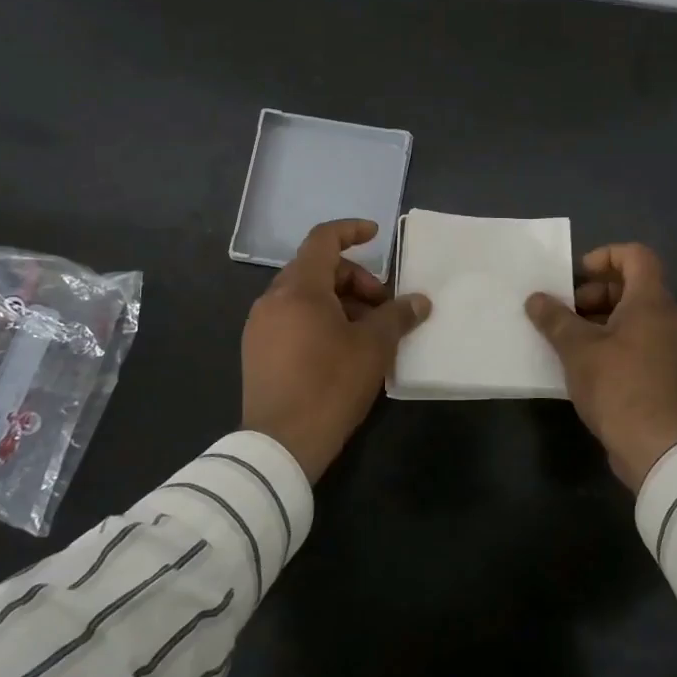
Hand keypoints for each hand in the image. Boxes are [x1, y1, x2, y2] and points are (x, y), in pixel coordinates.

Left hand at [242, 218, 430, 480]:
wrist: (280, 445)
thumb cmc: (330, 385)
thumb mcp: (373, 347)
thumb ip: (397, 315)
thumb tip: (420, 301)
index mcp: (299, 289)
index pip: (323, 240)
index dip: (351, 231)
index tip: (375, 235)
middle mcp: (272, 300)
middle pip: (316, 269)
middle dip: (354, 280)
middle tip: (382, 306)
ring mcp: (260, 327)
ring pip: (304, 296)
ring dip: (339, 302)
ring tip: (366, 332)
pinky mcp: (257, 352)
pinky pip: (292, 319)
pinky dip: (319, 320)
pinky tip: (341, 349)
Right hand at [526, 243, 676, 490]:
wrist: (658, 448)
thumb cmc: (618, 386)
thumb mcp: (577, 350)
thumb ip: (555, 319)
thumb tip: (535, 299)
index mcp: (652, 302)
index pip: (636, 256)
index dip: (605, 256)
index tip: (578, 277)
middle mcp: (669, 317)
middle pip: (634, 286)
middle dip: (596, 293)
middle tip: (567, 314)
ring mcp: (674, 347)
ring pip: (637, 317)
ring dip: (602, 320)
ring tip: (571, 341)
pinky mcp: (670, 373)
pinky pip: (642, 341)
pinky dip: (616, 342)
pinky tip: (588, 365)